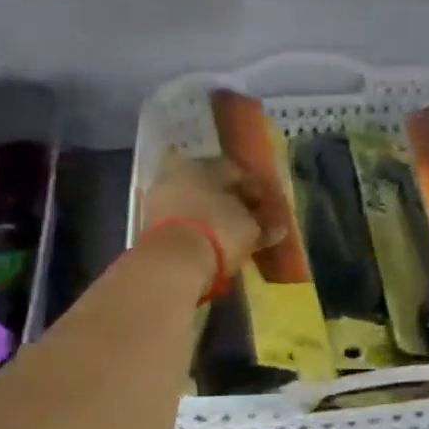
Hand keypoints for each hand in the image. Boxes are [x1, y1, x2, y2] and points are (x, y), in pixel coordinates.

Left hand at [140, 154, 284, 284]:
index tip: (265, 205)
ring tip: (229, 235)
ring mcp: (159, 199)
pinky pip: (181, 222)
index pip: (234, 170)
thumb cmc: (217, 231)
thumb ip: (265, 225)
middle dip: (228, 200)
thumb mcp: (249, 228)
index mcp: (202, 165)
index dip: (253, 188)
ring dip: (209, 216)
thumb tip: (280, 227)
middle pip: (210, 186)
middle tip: (246, 219)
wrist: (171, 263)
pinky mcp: (149, 225)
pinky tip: (209, 244)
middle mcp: (178, 174)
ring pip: (193, 204)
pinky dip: (195, 230)